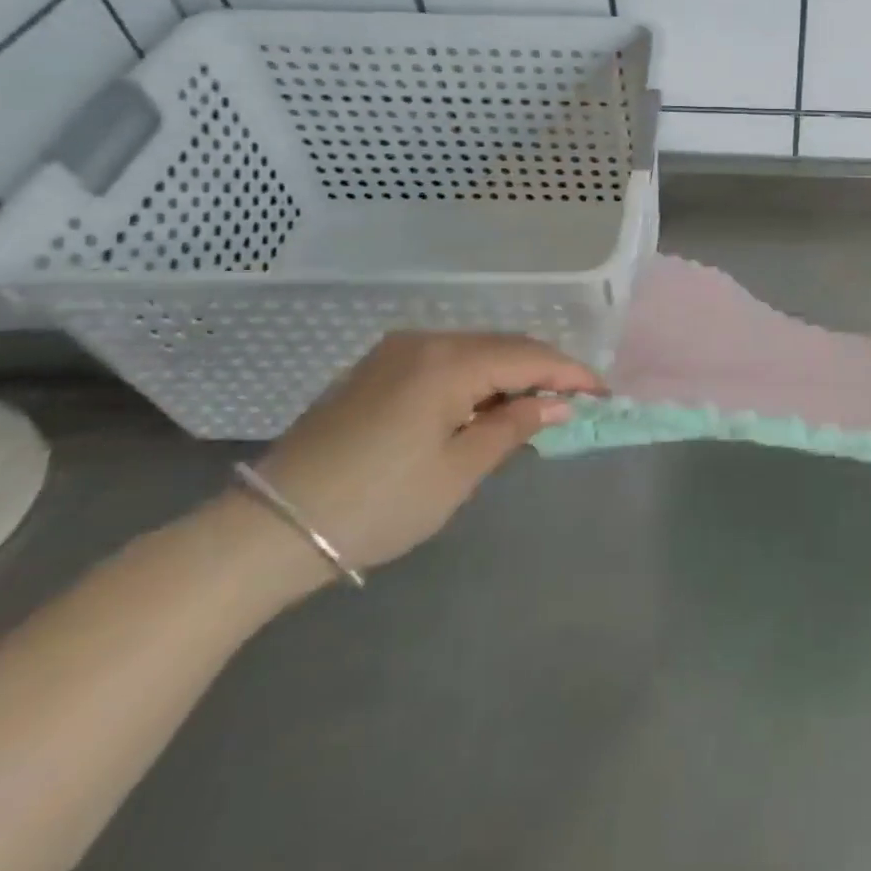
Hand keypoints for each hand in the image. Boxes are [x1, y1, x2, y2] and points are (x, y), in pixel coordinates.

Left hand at [248, 333, 600, 584]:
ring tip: (534, 407)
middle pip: (504, 346)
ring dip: (510, 373)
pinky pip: (445, 359)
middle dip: (544, 370)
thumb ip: (513, 428)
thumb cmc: (375, 506)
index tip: (603, 393)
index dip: (571, 373)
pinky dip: (476, 377)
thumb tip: (556, 404)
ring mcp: (395, 350)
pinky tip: (483, 405)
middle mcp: (425, 340)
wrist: (267, 529)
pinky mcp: (376, 368)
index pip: (529, 357)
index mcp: (448, 362)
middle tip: (575, 400)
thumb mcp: (456, 473)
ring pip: (476, 349)